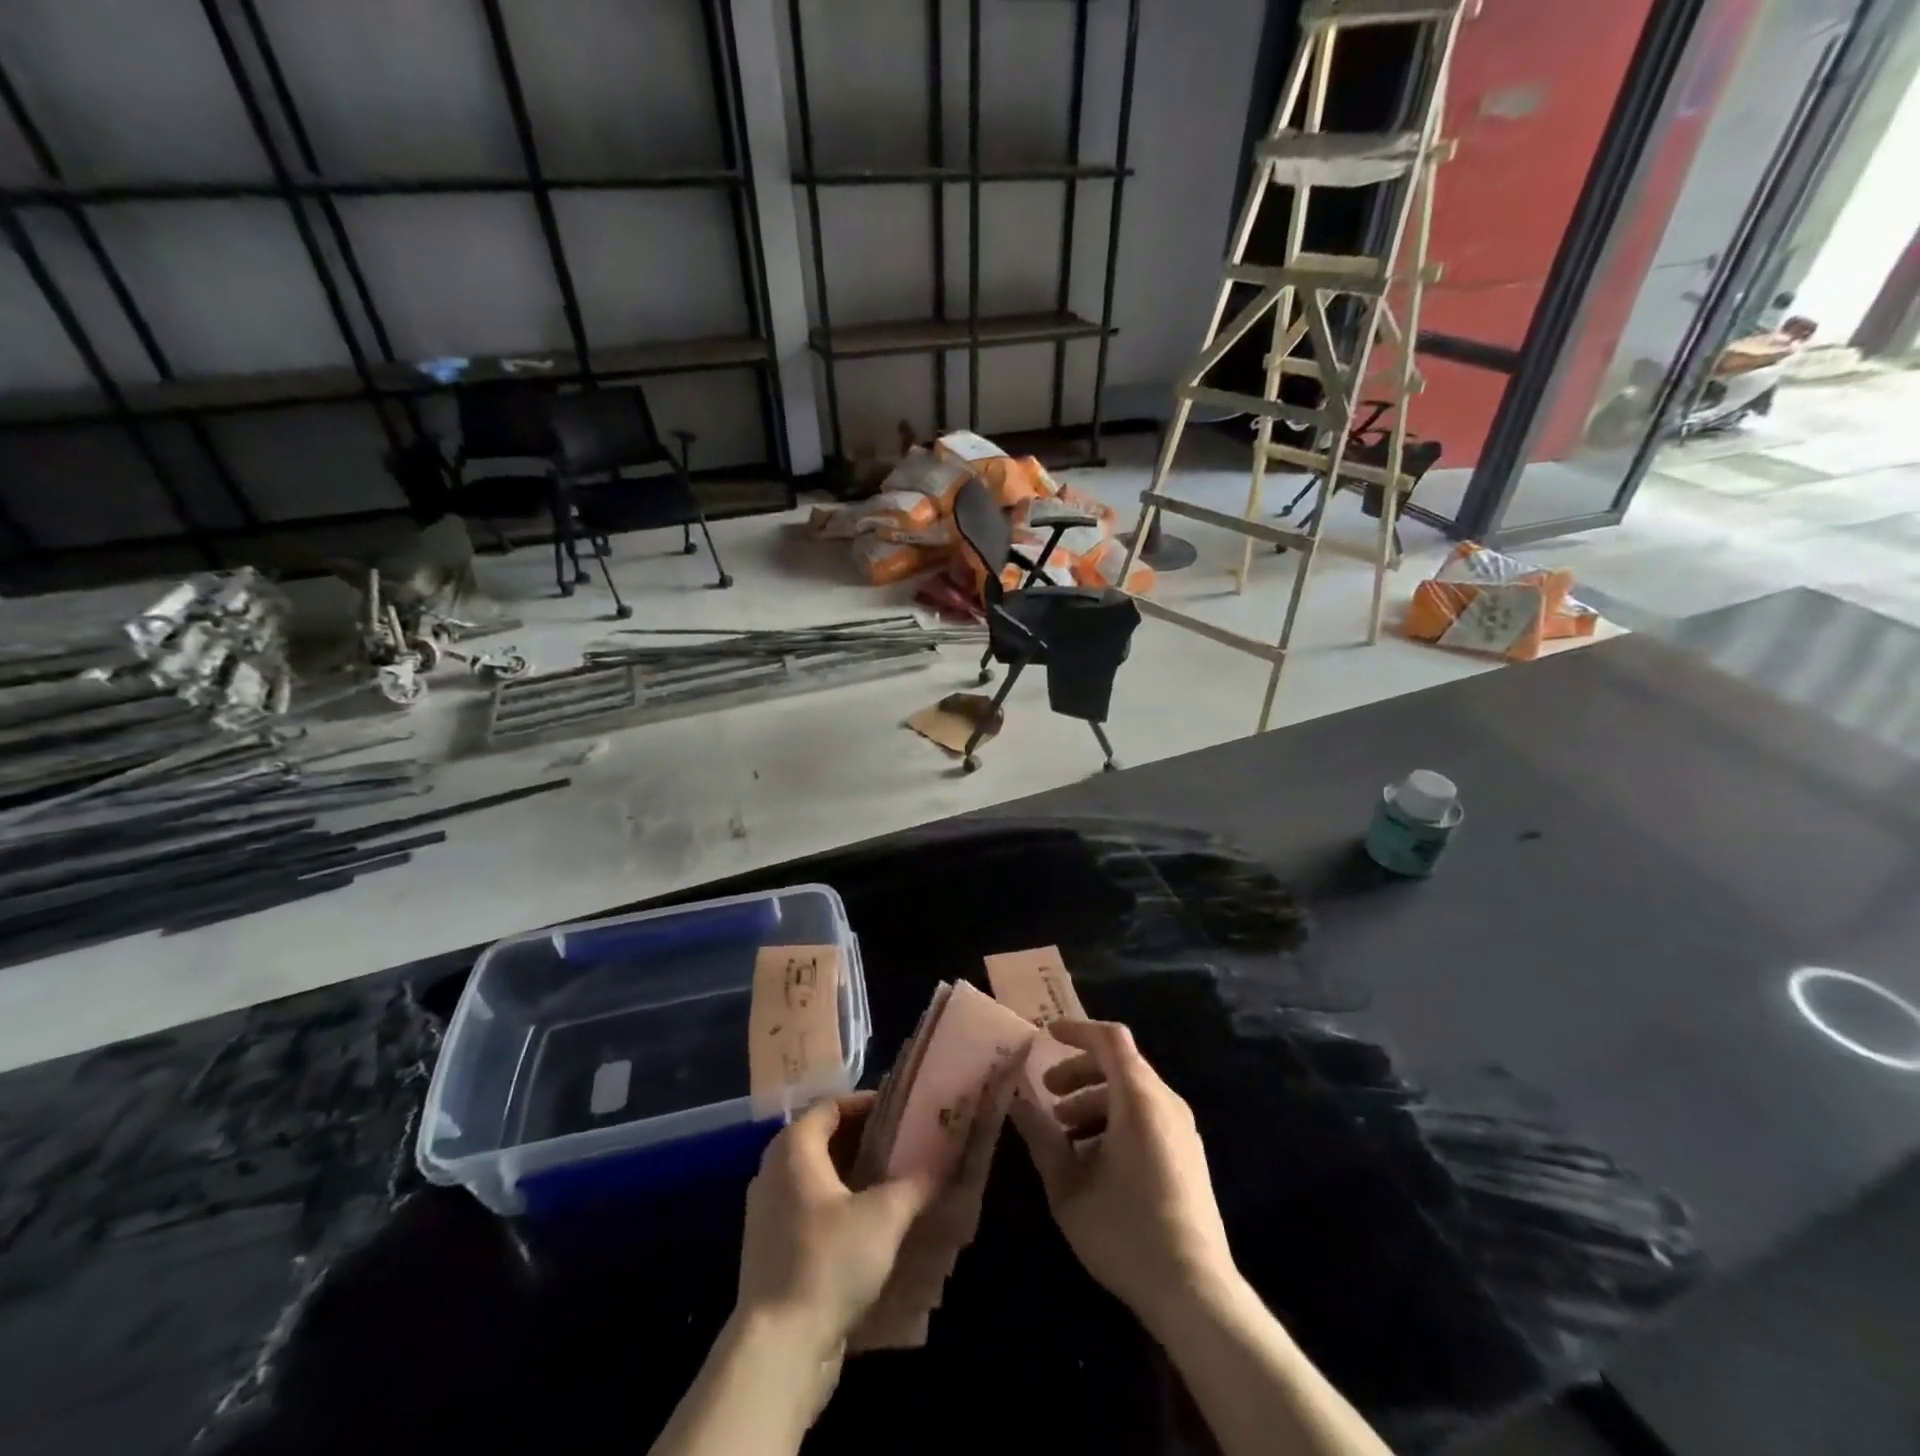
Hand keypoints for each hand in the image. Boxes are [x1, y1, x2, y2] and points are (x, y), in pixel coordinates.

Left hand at [736, 1094, 934, 1361]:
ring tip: (897, 1185)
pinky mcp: (771, 1251)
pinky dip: (839, 1209)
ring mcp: (768, 1213)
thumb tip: (943, 1161)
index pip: (832, 1106)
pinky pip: (810, 1212)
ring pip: (818, 1179)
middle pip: (824, 1140)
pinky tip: (872, 1228)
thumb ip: (916, 1182)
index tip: (904, 1113)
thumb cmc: (828, 1262)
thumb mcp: (884, 1216)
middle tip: (906, 1147)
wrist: (778, 1350)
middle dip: (866, 1142)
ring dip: (855, 1178)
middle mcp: (773, 1171)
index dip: (868, 1105)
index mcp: (793, 1147)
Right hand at [1010, 1019, 1237, 1325]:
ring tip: (1064, 1134)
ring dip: (1095, 1099)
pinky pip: (1147, 1116)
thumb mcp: (1068, 1186)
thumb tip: (1018, 1101)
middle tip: (1047, 1095)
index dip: (1076, 1030)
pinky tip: (1094, 1160)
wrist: (1195, 1292)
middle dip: (1079, 1071)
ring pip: (1133, 1092)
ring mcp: (1182, 1130)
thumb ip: (1041, 1136)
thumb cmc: (1125, 1231)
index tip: (1045, 1036)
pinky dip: (1116, 1119)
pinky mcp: (1189, 1155)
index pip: (1109, 1040)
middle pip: (1120, 1064)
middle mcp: (1166, 1103)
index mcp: (1139, 1099)